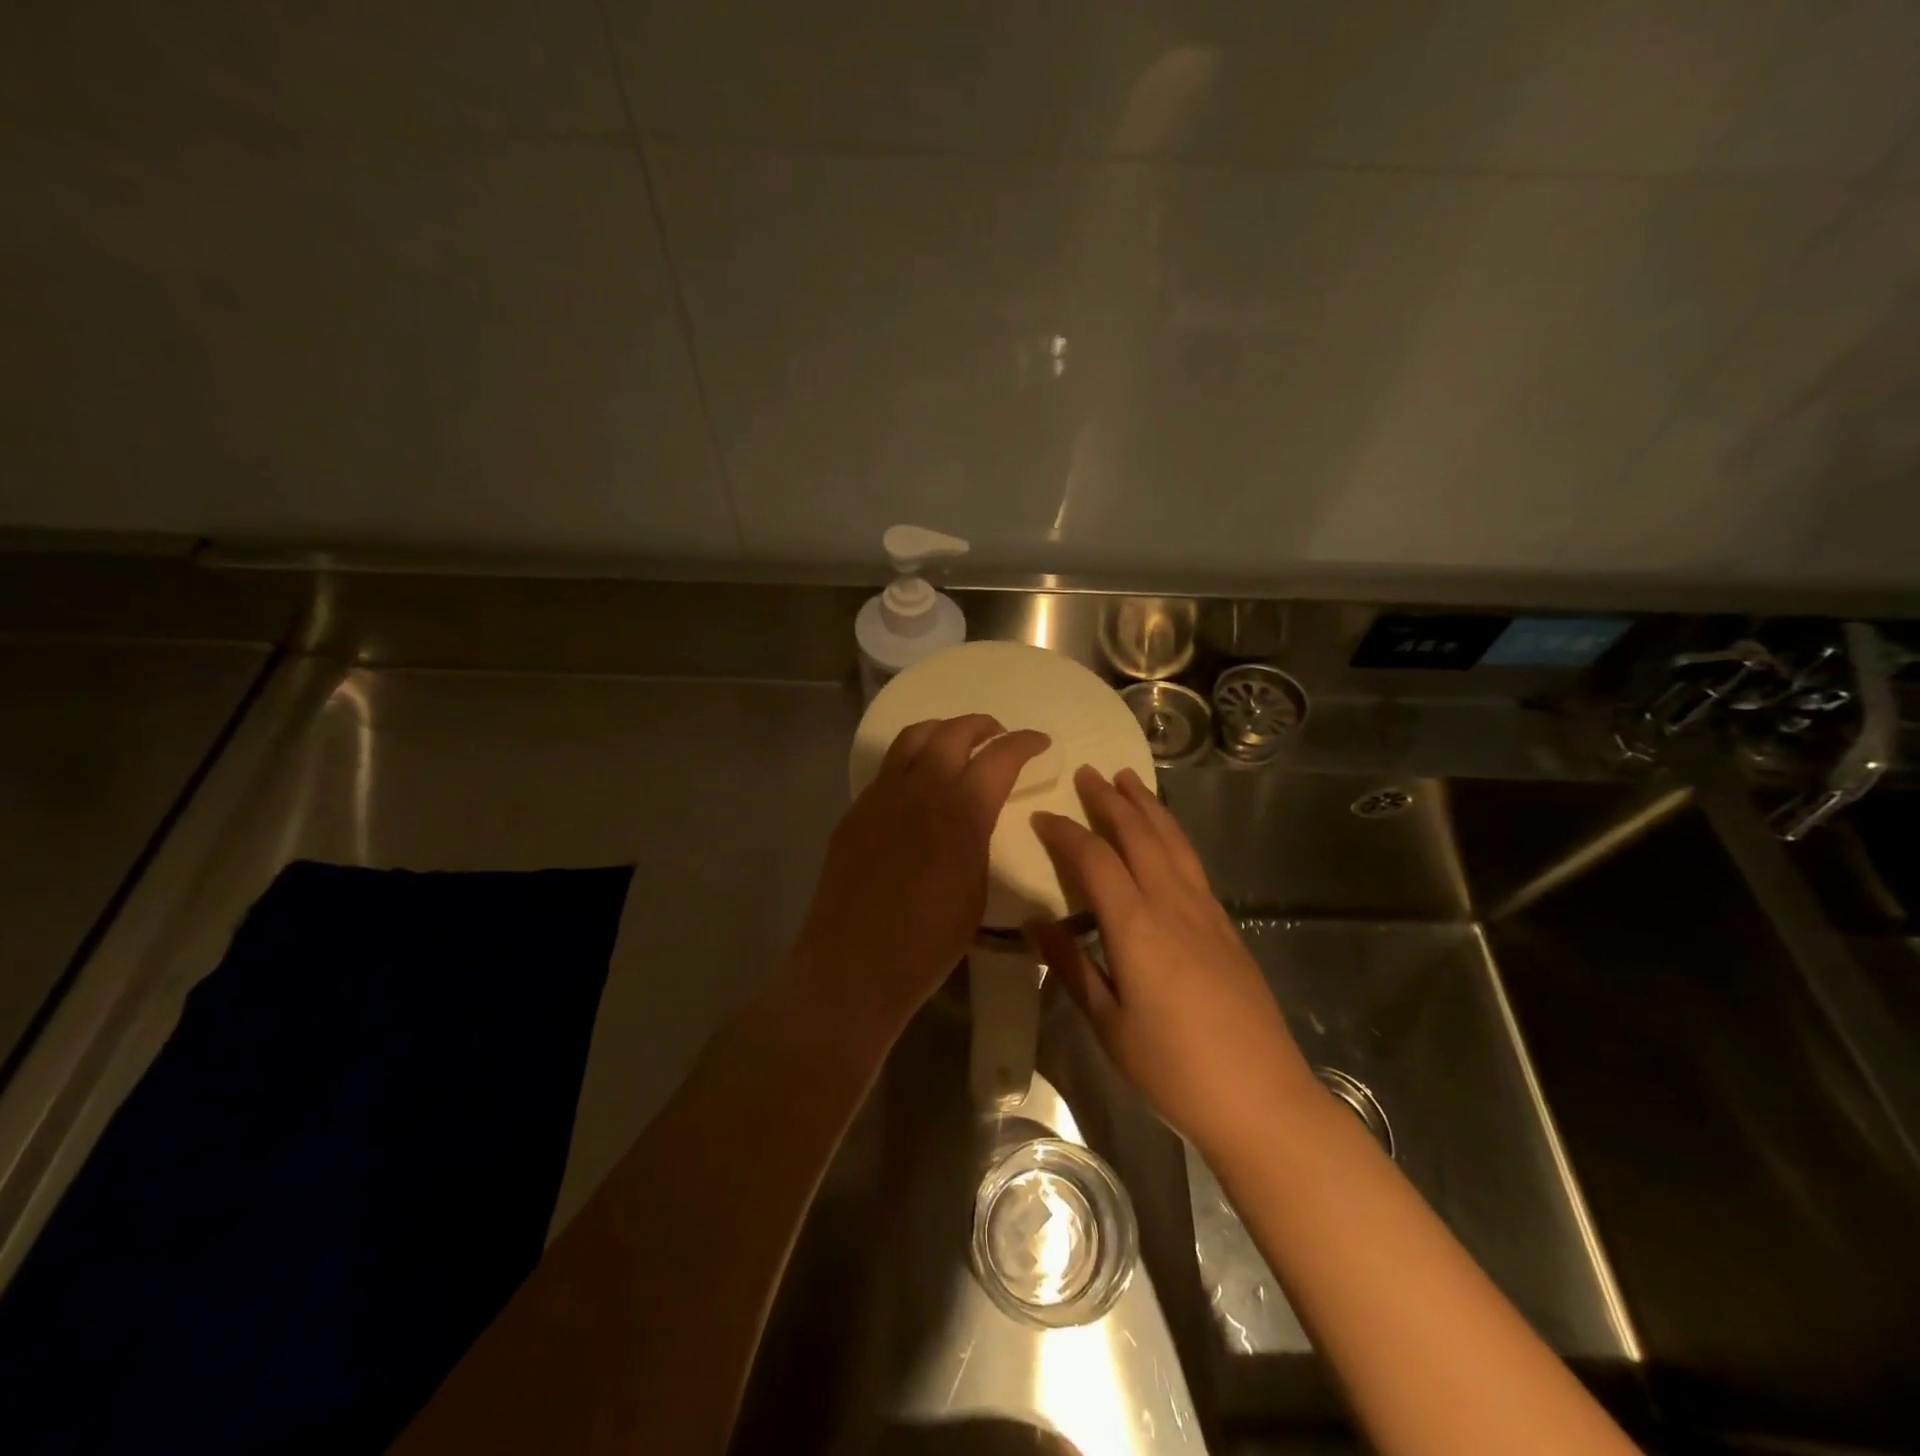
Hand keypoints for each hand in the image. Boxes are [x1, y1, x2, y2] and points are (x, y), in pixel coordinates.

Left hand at [791, 715, 1050, 1037]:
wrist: (855, 964)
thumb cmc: (929, 940)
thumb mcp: (977, 889)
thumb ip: (978, 839)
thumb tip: (976, 818)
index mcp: (962, 811)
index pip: (1000, 756)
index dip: (1024, 743)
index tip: (1039, 742)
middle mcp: (921, 789)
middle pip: (953, 733)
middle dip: (982, 726)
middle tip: (997, 736)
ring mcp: (881, 796)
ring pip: (912, 738)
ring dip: (941, 732)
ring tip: (955, 744)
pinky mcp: (856, 810)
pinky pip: (887, 769)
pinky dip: (910, 760)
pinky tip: (917, 784)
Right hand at [1029, 766, 1317, 1154]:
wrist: (1262, 1099)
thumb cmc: (1174, 1069)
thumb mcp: (1108, 1024)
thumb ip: (1071, 966)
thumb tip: (1033, 923)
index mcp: (1137, 926)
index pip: (1095, 859)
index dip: (1065, 833)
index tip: (1041, 816)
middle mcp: (1174, 905)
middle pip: (1140, 835)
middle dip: (1111, 800)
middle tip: (1088, 773)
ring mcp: (1207, 912)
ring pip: (1173, 841)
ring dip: (1148, 807)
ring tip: (1128, 780)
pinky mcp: (1227, 926)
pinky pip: (1192, 862)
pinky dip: (1172, 835)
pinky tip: (1165, 837)